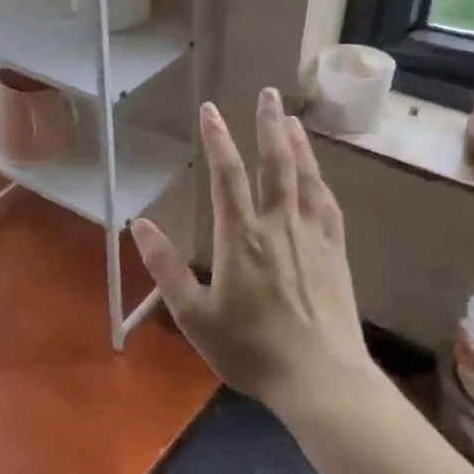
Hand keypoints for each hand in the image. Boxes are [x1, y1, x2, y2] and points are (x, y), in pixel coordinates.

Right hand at [131, 89, 378, 417]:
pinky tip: (319, 175)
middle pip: (275, 163)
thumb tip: (138, 225)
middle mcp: (278, 225)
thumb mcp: (194, 316)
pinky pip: (327, 205)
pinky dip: (321, 181)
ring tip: (291, 119)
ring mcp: (312, 237)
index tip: (210, 109)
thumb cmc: (251, 349)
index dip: (217, 138)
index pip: (227, 175)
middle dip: (269, 125)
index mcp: (241, 237)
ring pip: (305, 178)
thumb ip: (165, 268)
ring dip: (298, 144)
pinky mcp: (335, 254)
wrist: (321, 380)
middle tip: (268, 93)